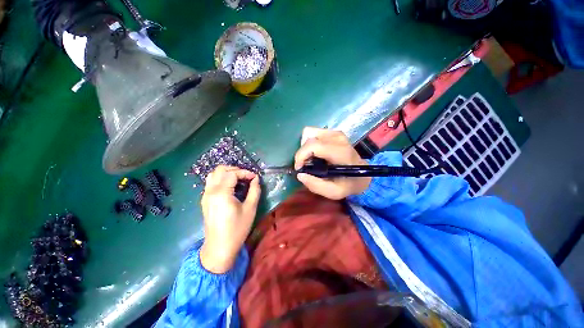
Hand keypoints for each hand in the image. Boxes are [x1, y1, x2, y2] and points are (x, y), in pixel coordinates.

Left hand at [200, 166, 260, 273]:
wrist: (219, 247)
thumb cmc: (237, 229)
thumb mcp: (250, 209)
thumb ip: (254, 190)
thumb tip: (256, 179)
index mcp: (221, 193)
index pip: (232, 173)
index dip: (245, 173)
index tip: (255, 178)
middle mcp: (210, 191)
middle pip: (220, 170)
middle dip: (235, 170)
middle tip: (246, 177)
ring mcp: (205, 195)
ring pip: (213, 174)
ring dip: (227, 173)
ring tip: (239, 179)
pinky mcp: (205, 200)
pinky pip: (211, 182)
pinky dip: (221, 179)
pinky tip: (231, 187)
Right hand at [294, 127, 370, 199]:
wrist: (362, 173)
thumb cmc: (348, 183)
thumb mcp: (334, 192)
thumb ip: (316, 186)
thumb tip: (299, 174)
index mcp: (340, 151)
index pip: (313, 145)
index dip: (301, 155)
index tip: (299, 168)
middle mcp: (337, 138)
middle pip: (308, 138)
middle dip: (302, 153)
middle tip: (305, 166)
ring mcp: (335, 133)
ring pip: (308, 133)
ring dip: (305, 147)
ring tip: (310, 159)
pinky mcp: (333, 132)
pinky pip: (313, 133)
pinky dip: (310, 143)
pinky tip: (315, 153)